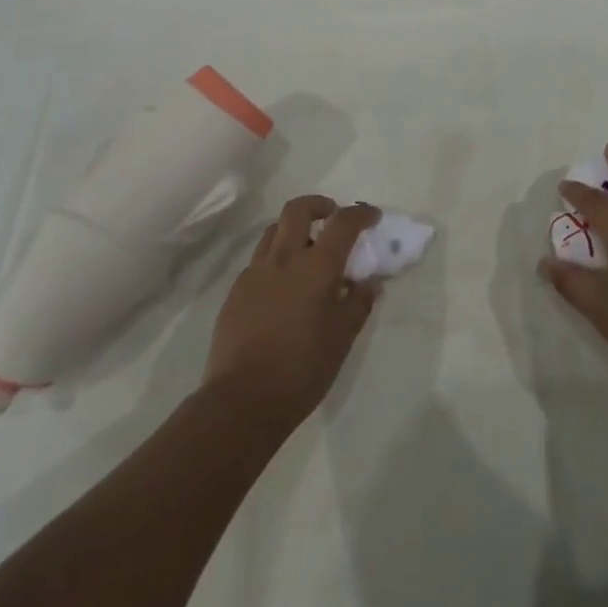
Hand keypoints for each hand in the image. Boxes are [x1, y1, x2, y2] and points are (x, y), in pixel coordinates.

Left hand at [203, 196, 380, 426]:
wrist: (241, 401)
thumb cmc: (302, 368)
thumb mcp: (342, 338)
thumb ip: (359, 303)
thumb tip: (369, 283)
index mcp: (316, 266)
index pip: (343, 223)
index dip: (360, 214)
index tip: (372, 217)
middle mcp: (284, 258)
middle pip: (298, 209)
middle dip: (319, 205)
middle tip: (332, 218)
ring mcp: (255, 273)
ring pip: (274, 230)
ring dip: (293, 229)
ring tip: (306, 251)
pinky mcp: (236, 292)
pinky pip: (259, 260)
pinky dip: (276, 259)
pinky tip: (282, 288)